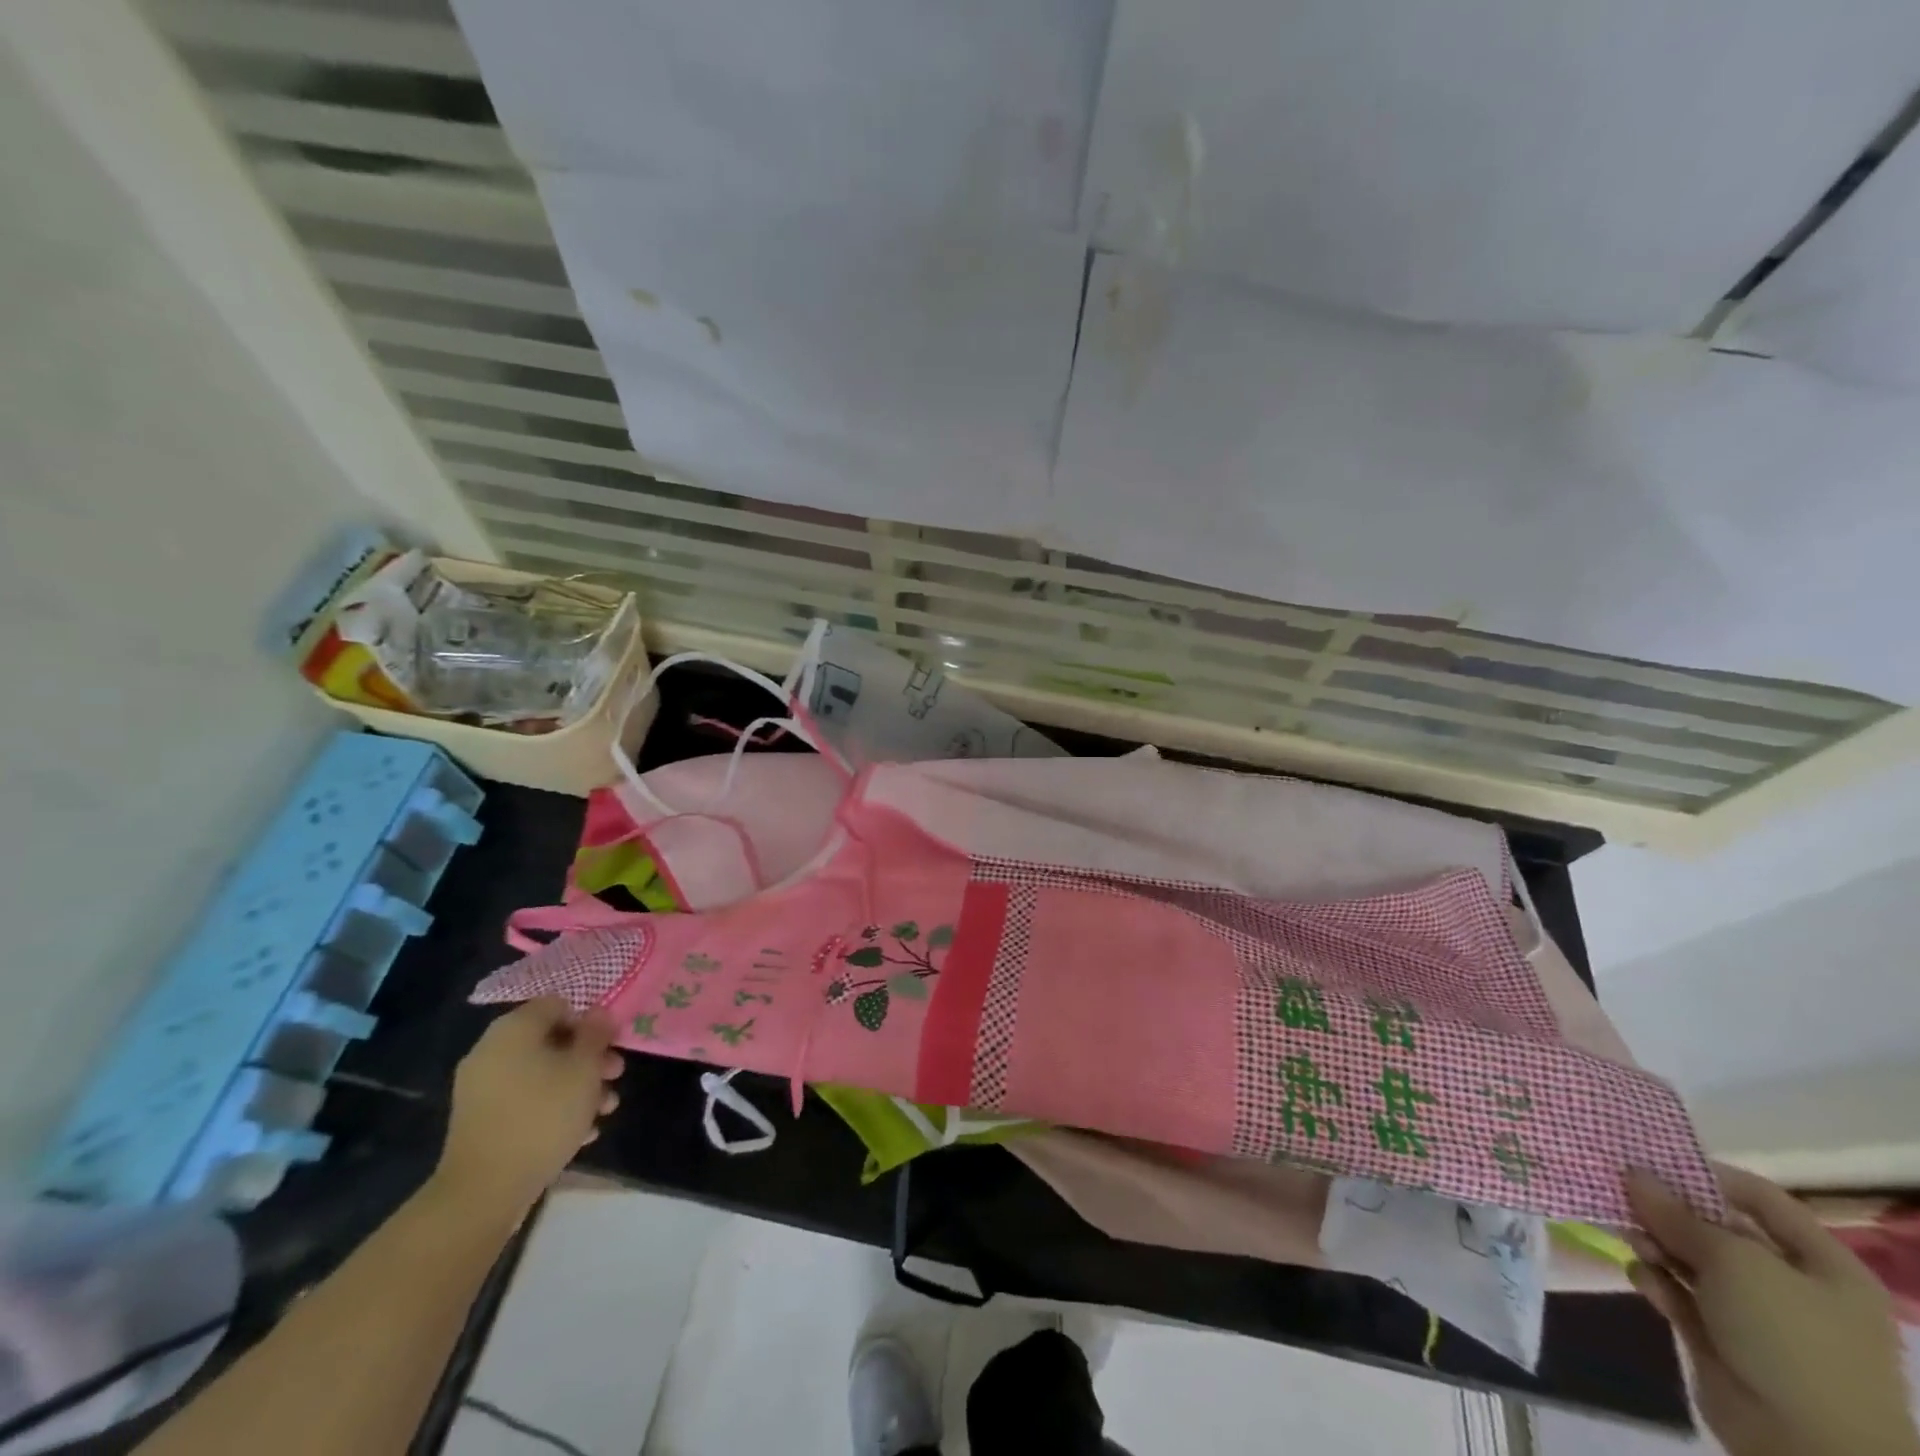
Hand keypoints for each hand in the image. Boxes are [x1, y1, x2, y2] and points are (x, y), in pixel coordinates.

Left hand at [431, 998, 623, 1220]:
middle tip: (615, 1077)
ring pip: (541, 1073)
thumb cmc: (543, 1116)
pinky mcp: (480, 1121)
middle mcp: (491, 1050)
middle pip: (551, 1041)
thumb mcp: (584, 1069)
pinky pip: (525, 1100)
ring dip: (576, 1087)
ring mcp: (481, 1088)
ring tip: (604, 1111)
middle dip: (588, 1058)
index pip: (558, 1005)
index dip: (589, 1021)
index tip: (610, 1045)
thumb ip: (596, 1034)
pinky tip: (580, 1133)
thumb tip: (598, 1013)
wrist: (483, 1192)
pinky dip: (552, 1108)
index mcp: (513, 1029)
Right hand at [1627, 1164, 1917, 1455]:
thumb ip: (1676, 1213)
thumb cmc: (1788, 1337)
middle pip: (1716, 1228)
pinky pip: (1679, 1294)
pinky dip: (1656, 1282)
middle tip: (1620, 1195)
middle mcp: (1791, 1285)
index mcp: (1821, 1264)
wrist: (1808, 1448)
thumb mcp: (1732, 1260)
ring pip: (1690, 1260)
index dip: (1706, 1174)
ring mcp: (1755, 1316)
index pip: (1759, 1197)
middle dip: (1667, 1212)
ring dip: (1655, 1245)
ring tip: (1632, 1241)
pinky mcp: (1721, 1338)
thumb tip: (1632, 1173)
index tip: (1648, 1160)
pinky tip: (1642, 1280)